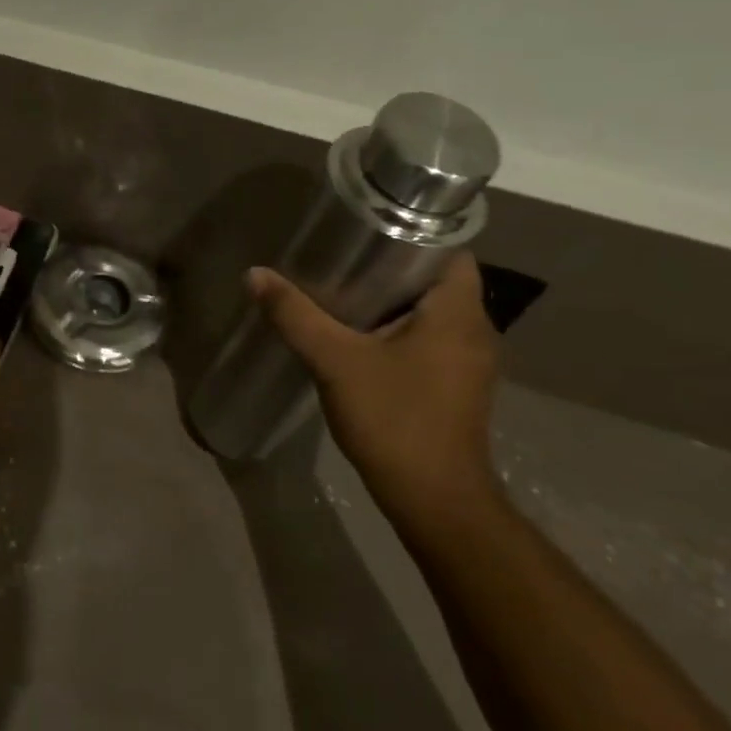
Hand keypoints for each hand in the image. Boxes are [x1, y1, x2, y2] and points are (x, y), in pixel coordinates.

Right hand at [248, 253, 500, 532]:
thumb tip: (255, 275)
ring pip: (433, 312)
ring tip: (345, 287)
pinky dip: (400, 329)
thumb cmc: (395, 420)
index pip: (450, 250)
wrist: (435, 501)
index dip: (413, 233)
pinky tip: (360, 334)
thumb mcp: (336, 362)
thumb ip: (296, 315)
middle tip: (344, 254)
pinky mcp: (457, 386)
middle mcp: (475, 331)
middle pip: (437, 279)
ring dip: (395, 300)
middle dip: (393, 265)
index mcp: (458, 314)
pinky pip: (431, 339)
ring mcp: (470, 362)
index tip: (368, 228)